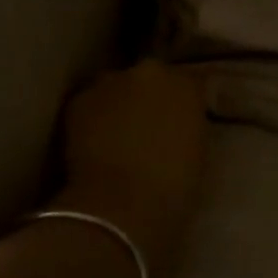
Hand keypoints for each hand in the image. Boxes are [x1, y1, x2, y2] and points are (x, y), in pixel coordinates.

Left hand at [56, 61, 206, 277]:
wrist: (123, 205)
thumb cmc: (174, 187)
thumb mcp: (198, 150)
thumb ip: (188, 125)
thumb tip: (176, 124)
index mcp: (187, 84)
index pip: (188, 83)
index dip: (181, 102)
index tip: (179, 120)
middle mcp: (150, 72)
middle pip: (149, 78)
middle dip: (148, 97)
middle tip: (147, 127)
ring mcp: (111, 82)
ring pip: (116, 88)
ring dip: (117, 103)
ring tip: (115, 135)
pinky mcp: (79, 100)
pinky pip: (89, 104)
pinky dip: (91, 118)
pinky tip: (92, 144)